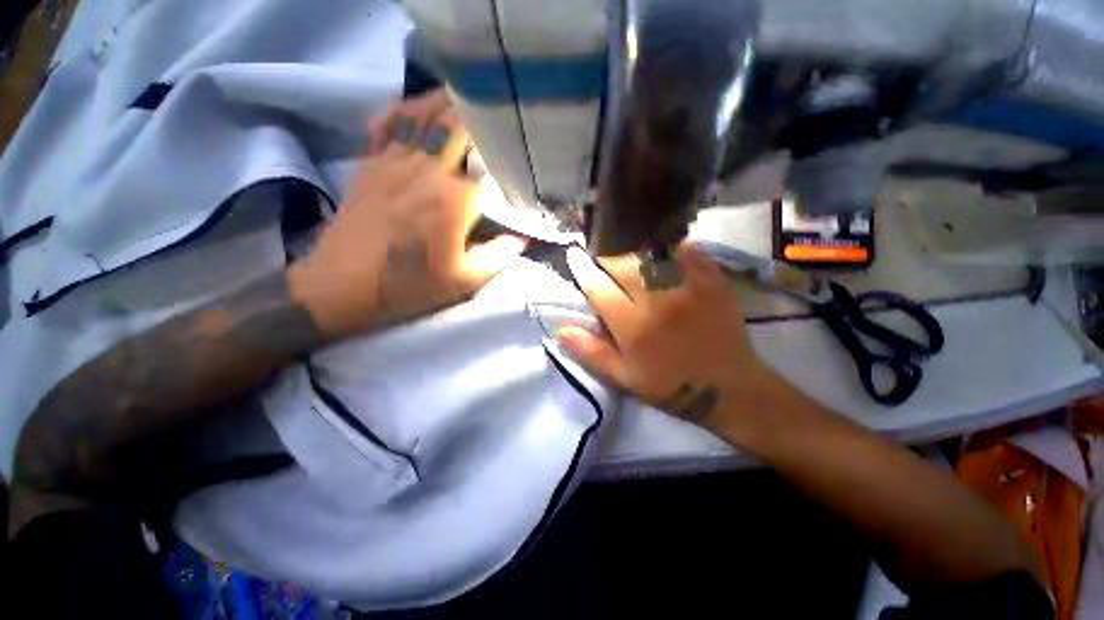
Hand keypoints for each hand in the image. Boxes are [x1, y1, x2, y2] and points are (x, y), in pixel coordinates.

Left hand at [288, 91, 525, 337]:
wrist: (343, 284)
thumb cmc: (409, 284)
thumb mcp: (464, 281)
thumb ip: (498, 257)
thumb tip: (521, 240)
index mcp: (455, 199)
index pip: (489, 163)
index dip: (505, 156)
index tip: (515, 157)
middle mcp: (427, 169)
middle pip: (455, 123)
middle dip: (477, 114)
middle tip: (494, 115)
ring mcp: (394, 161)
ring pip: (422, 114)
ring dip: (444, 102)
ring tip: (462, 100)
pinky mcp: (370, 163)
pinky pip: (387, 124)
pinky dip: (403, 110)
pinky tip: (414, 109)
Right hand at [557, 243, 798, 449]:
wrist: (729, 389)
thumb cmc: (671, 385)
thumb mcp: (625, 377)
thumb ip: (592, 352)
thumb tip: (561, 329)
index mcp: (633, 327)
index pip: (599, 287)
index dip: (582, 268)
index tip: (574, 254)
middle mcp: (657, 301)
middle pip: (623, 264)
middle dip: (605, 253)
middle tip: (599, 249)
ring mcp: (688, 288)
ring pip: (651, 254)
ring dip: (633, 246)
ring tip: (624, 243)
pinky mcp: (712, 283)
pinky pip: (687, 252)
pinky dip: (671, 245)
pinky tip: (662, 245)